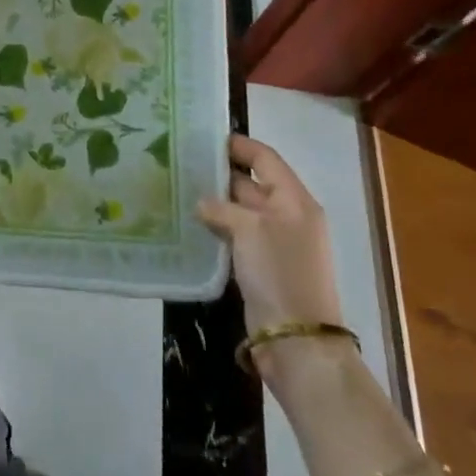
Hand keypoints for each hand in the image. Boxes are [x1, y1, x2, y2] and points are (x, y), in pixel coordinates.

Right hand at [197, 134, 343, 336]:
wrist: (296, 339)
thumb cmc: (279, 272)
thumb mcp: (250, 229)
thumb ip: (223, 208)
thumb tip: (202, 203)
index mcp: (294, 199)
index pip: (266, 159)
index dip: (239, 145)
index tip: (205, 137)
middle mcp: (287, 216)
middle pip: (253, 183)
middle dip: (221, 173)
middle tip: (182, 163)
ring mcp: (275, 243)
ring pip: (241, 211)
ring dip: (215, 202)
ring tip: (180, 189)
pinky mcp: (261, 266)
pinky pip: (236, 236)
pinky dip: (217, 227)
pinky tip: (191, 224)